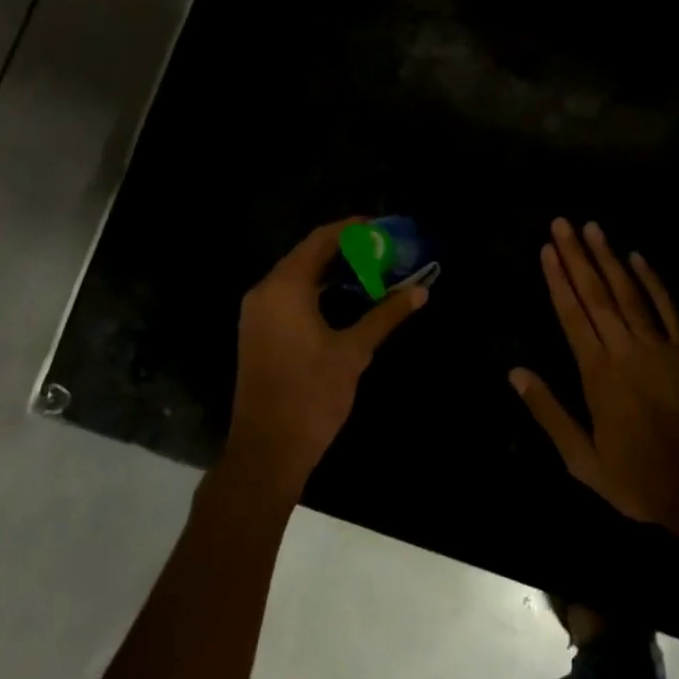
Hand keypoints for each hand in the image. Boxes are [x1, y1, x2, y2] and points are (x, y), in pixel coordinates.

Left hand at [225, 218, 428, 497]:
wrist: (267, 450)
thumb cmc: (311, 395)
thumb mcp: (354, 352)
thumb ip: (386, 315)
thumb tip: (420, 291)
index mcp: (285, 287)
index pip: (321, 240)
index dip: (353, 230)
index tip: (383, 228)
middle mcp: (265, 291)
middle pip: (308, 254)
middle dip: (346, 249)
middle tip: (383, 249)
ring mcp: (258, 312)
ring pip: (298, 275)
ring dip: (332, 269)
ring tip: (371, 269)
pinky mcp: (259, 331)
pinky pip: (289, 294)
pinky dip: (317, 288)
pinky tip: (346, 297)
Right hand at [511, 218, 678, 534]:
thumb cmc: (638, 479)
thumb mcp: (582, 459)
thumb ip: (549, 412)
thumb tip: (515, 373)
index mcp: (597, 373)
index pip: (572, 315)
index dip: (558, 280)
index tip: (547, 250)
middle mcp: (625, 350)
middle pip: (597, 294)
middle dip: (577, 257)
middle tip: (563, 223)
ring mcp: (660, 347)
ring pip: (629, 293)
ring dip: (609, 258)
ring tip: (593, 228)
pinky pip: (668, 309)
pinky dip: (652, 281)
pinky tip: (638, 257)